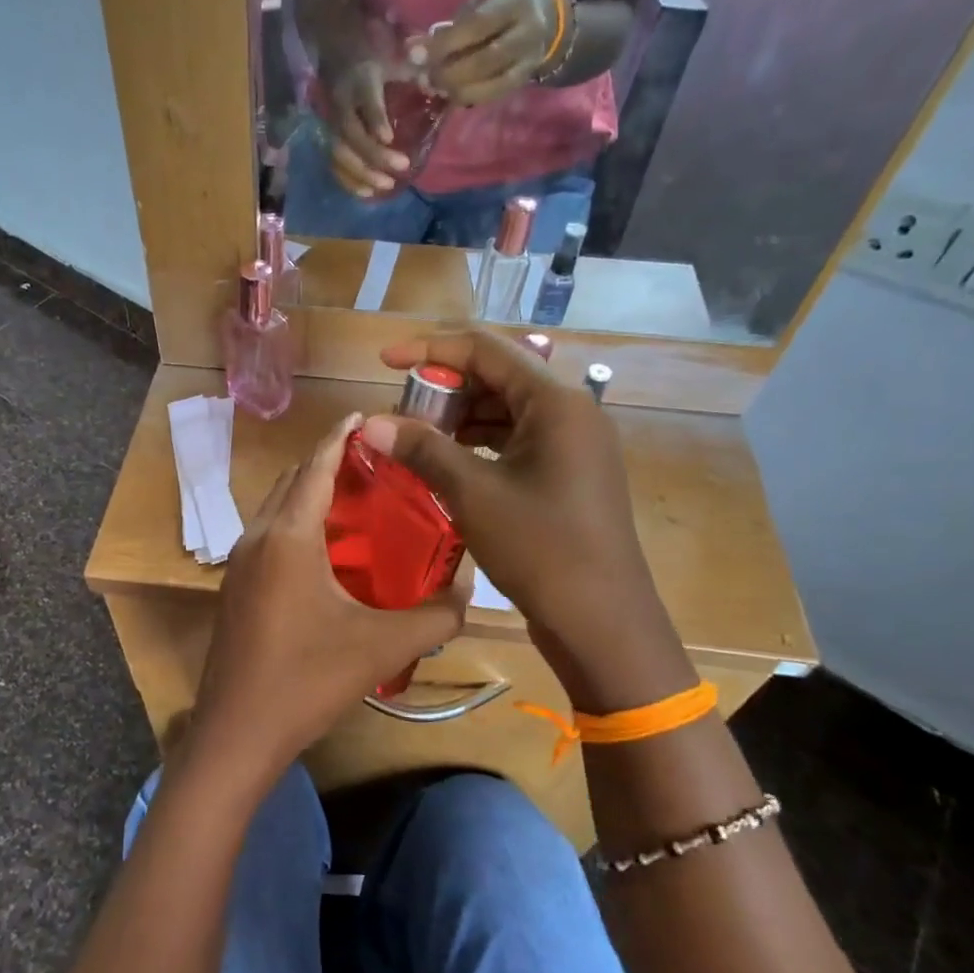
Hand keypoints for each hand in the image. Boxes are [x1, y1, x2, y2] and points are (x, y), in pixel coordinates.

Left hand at [189, 413, 466, 783]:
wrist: (237, 733)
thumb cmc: (308, 680)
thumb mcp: (383, 647)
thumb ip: (436, 616)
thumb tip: (470, 591)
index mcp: (289, 536)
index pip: (317, 466)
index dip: (341, 437)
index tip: (365, 415)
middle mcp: (257, 538)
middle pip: (293, 480)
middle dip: (328, 462)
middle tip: (375, 464)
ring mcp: (238, 563)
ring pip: (276, 508)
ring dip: (309, 494)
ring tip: (356, 502)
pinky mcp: (234, 588)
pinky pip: (268, 535)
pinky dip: (295, 524)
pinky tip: (326, 552)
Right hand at [321, 56, 408, 196]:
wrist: (336, 51)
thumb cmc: (374, 56)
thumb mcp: (395, 56)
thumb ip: (416, 72)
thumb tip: (440, 87)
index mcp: (361, 79)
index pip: (366, 101)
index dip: (375, 119)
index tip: (389, 138)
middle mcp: (342, 103)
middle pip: (352, 134)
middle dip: (374, 155)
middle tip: (400, 168)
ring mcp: (332, 122)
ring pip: (340, 152)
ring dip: (361, 173)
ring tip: (386, 186)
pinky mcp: (328, 137)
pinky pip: (335, 164)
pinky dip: (349, 181)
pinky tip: (367, 193)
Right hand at [359, 330, 694, 713]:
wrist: (602, 623)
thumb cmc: (541, 549)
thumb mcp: (474, 494)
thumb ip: (422, 450)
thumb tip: (371, 422)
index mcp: (556, 403)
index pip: (486, 349)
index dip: (430, 349)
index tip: (385, 361)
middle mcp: (571, 412)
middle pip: (497, 377)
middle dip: (444, 389)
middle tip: (399, 412)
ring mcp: (573, 446)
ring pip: (506, 411)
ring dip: (459, 419)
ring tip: (415, 440)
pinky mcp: (568, 475)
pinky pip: (516, 442)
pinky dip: (479, 445)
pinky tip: (446, 465)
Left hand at [423, 0, 560, 106]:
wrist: (549, 23)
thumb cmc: (505, 6)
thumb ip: (454, 23)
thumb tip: (415, 48)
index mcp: (516, 2)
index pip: (477, 26)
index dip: (444, 44)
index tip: (416, 54)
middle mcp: (527, 33)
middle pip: (484, 60)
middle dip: (448, 72)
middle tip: (424, 76)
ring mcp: (527, 61)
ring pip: (489, 85)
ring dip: (456, 90)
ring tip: (435, 86)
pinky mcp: (521, 83)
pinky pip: (492, 96)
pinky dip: (467, 98)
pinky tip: (451, 94)